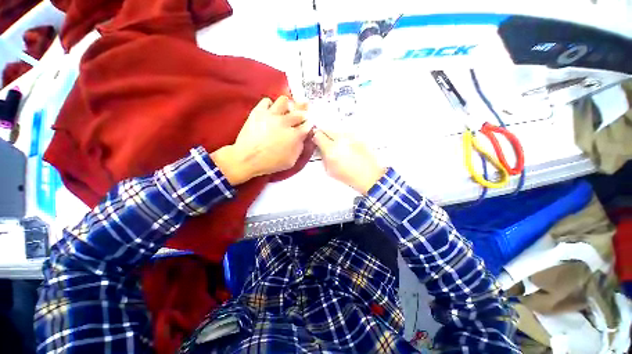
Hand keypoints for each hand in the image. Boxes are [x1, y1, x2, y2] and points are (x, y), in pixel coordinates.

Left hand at [212, 96, 311, 184]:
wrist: (247, 159)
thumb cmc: (271, 163)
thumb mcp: (291, 161)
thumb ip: (299, 148)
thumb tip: (301, 138)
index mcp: (295, 135)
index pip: (308, 124)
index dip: (309, 123)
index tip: (308, 124)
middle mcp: (285, 122)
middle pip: (300, 110)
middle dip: (303, 112)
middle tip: (302, 113)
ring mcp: (271, 115)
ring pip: (284, 100)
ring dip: (287, 105)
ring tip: (285, 110)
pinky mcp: (258, 112)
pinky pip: (266, 101)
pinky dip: (270, 105)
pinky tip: (270, 112)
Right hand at [312, 128, 385, 194]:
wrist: (369, 175)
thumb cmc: (349, 176)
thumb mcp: (330, 170)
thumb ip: (323, 157)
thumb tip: (320, 148)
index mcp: (331, 149)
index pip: (318, 135)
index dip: (315, 138)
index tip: (316, 142)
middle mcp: (341, 139)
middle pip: (327, 130)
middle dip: (324, 136)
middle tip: (326, 144)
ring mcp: (351, 136)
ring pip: (337, 131)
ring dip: (335, 137)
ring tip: (339, 148)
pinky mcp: (358, 137)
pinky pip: (347, 134)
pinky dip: (344, 139)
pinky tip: (348, 148)